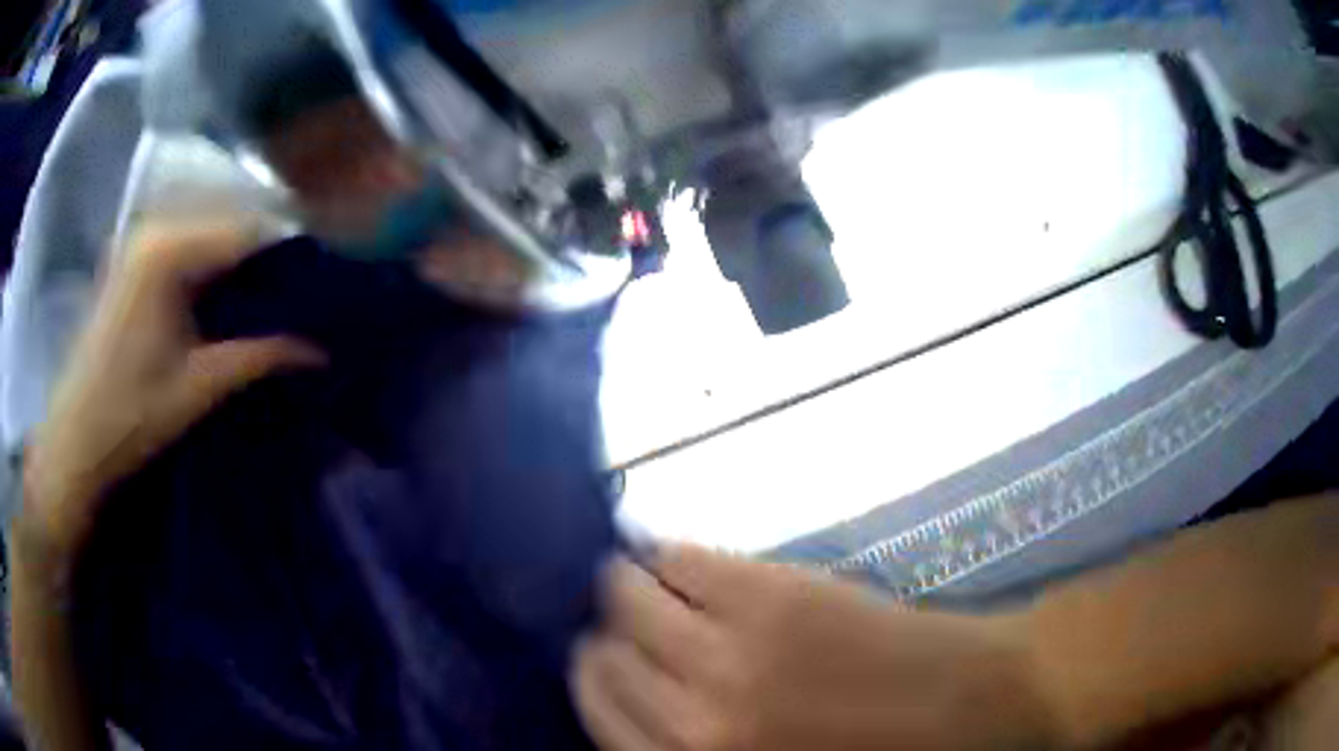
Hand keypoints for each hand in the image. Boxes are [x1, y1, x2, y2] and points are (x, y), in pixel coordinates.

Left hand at [18, 221, 325, 563]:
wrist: (74, 441)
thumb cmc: (129, 417)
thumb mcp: (198, 389)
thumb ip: (260, 358)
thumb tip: (321, 350)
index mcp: (169, 250)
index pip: (248, 230)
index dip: (291, 252)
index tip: (327, 280)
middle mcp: (155, 228)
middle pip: (230, 225)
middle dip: (269, 257)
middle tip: (307, 293)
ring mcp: (140, 241)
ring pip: (210, 235)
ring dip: (242, 264)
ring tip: (275, 297)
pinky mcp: (132, 260)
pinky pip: (187, 248)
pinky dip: (214, 269)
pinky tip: (230, 298)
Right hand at [572, 547, 1057, 750]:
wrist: (970, 704)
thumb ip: (687, 740)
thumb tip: (631, 688)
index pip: (596, 710)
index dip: (593, 675)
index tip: (600, 654)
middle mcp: (694, 718)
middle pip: (601, 654)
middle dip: (605, 632)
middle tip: (625, 621)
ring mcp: (733, 649)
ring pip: (624, 594)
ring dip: (625, 584)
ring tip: (646, 581)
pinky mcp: (773, 591)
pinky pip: (679, 557)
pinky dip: (666, 554)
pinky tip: (679, 558)